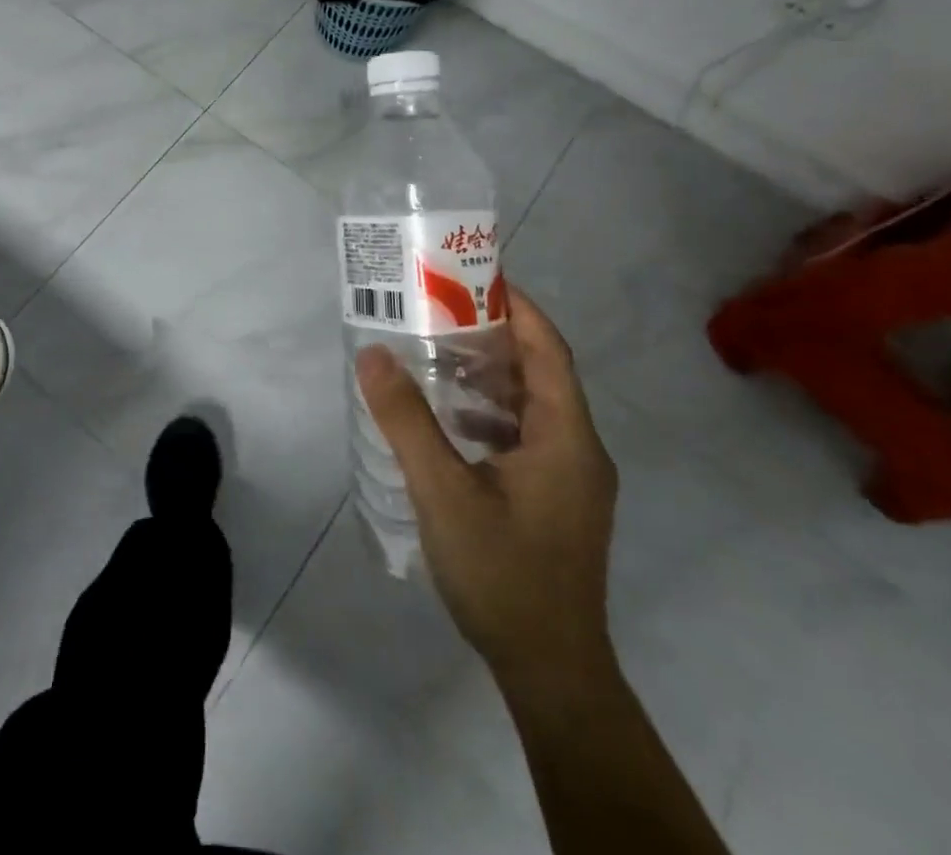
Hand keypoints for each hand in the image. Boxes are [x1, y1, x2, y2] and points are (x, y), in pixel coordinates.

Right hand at [356, 285, 617, 692]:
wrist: (551, 672)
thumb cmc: (503, 573)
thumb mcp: (443, 491)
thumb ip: (406, 420)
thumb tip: (372, 354)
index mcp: (566, 437)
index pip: (548, 350)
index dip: (517, 308)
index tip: (473, 278)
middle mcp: (578, 449)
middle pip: (540, 374)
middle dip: (492, 338)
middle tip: (438, 312)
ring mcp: (570, 479)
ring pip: (531, 407)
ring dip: (488, 378)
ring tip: (434, 358)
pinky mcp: (555, 501)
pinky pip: (525, 437)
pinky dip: (489, 416)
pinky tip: (448, 424)